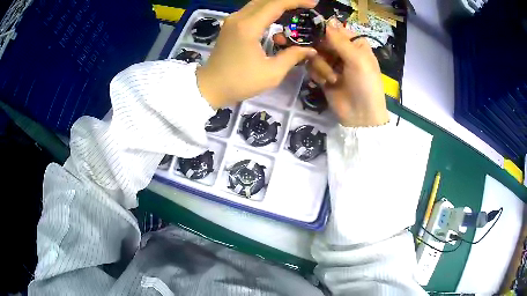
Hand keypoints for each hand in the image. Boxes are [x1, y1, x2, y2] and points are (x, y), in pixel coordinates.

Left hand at [197, 0, 317, 108]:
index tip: (313, 3)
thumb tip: (310, 50)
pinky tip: (278, 19)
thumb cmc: (239, 82)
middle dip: (288, 0)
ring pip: (258, 3)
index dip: (297, 1)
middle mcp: (239, 18)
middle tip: (306, 5)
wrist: (210, 87)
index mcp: (249, 26)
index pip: (276, 4)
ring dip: (277, 4)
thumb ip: (292, 57)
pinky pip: (252, 10)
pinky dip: (267, 10)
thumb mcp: (271, 73)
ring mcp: (232, 20)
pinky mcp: (231, 25)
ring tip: (296, 10)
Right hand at [274, 18, 388, 126]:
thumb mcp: (357, 59)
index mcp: (355, 44)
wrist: (360, 116)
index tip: (317, 36)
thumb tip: (327, 20)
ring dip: (321, 66)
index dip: (324, 31)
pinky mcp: (323, 75)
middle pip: (321, 40)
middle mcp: (342, 51)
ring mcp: (332, 63)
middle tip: (323, 59)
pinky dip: (317, 74)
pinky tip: (326, 83)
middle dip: (321, 51)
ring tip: (333, 79)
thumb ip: (340, 40)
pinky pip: (311, 67)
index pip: (335, 29)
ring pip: (314, 54)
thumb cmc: (365, 84)